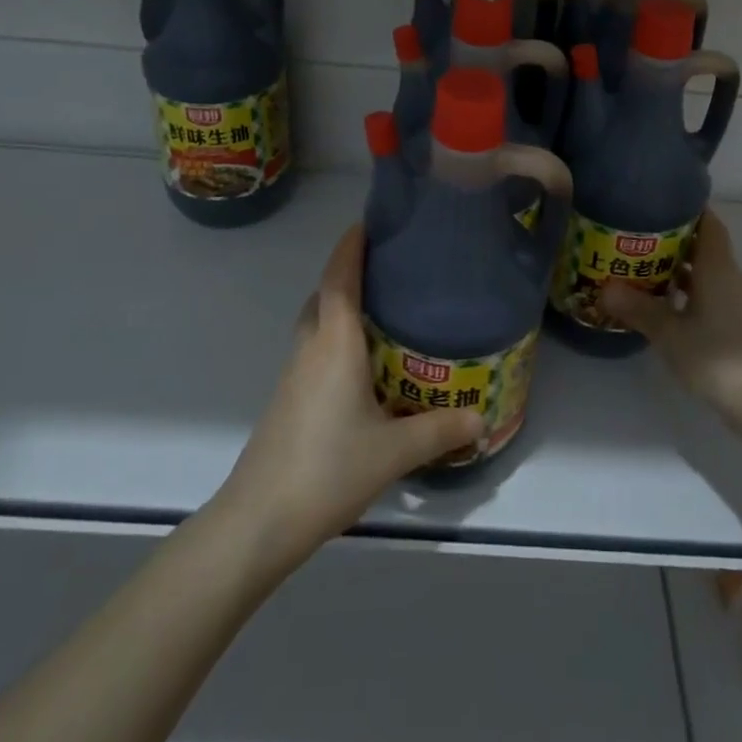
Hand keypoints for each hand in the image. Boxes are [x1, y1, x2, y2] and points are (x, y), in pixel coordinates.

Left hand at [213, 224, 484, 572]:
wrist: (259, 519)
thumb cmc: (329, 469)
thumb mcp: (395, 451)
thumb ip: (440, 430)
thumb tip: (482, 417)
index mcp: (335, 343)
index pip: (339, 278)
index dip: (351, 247)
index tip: (368, 222)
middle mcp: (310, 348)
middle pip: (323, 295)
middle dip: (348, 273)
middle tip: (387, 269)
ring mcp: (293, 374)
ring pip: (315, 323)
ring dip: (339, 306)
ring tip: (381, 311)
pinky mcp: (287, 399)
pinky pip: (313, 349)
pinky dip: (334, 338)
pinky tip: (361, 365)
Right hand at [599, 209, 741, 426]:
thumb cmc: (715, 356)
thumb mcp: (668, 331)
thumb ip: (637, 308)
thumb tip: (603, 288)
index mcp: (717, 268)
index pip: (708, 223)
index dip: (688, 208)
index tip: (658, 200)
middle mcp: (728, 278)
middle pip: (703, 246)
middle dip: (672, 237)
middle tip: (634, 232)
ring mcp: (734, 302)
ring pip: (704, 272)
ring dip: (677, 267)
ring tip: (639, 264)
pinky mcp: (733, 324)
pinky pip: (706, 294)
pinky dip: (685, 291)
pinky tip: (660, 302)